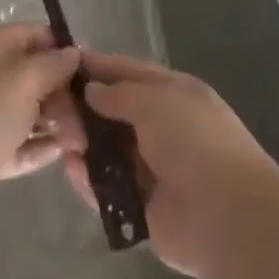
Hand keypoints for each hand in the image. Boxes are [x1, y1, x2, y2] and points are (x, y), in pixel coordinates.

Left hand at [0, 24, 82, 231]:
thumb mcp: (24, 78)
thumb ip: (53, 64)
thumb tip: (73, 53)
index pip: (30, 35)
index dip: (59, 46)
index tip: (89, 66)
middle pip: (32, 75)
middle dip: (63, 92)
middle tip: (90, 111)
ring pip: (28, 112)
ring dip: (57, 122)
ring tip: (83, 138)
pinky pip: (21, 144)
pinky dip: (41, 147)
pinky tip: (64, 152)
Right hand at [61, 52, 278, 278]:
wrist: (227, 215)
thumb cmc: (193, 140)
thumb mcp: (154, 101)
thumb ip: (118, 94)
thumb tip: (91, 90)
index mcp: (175, 94)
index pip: (130, 72)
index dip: (99, 67)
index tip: (64, 63)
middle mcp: (164, 128)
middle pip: (115, 112)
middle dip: (85, 109)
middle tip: (51, 107)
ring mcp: (154, 169)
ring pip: (109, 150)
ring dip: (84, 144)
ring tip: (58, 138)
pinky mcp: (143, 207)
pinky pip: (108, 188)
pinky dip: (89, 180)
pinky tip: (70, 169)